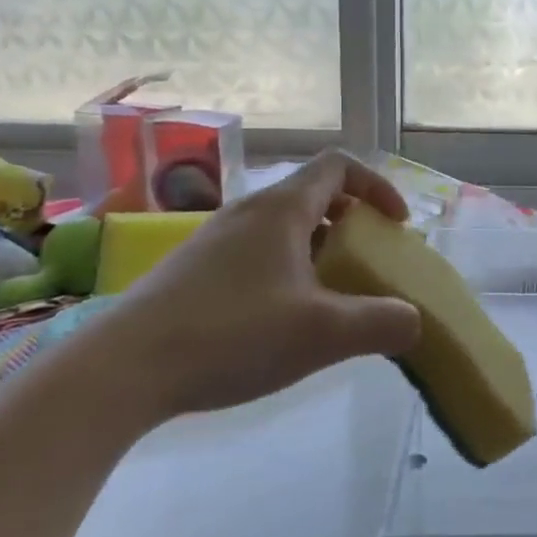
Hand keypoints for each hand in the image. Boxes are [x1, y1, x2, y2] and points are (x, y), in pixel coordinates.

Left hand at [98, 152, 422, 421]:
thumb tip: (413, 322)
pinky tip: (282, 320)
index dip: (377, 186)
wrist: (123, 370)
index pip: (339, 166)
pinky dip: (286, 269)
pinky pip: (256, 253)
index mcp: (281, 209)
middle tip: (368, 262)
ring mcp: (215, 240)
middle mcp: (247, 211)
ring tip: (330, 297)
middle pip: (312, 195)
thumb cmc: (233, 335)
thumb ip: (382, 323)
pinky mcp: (193, 270)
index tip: (397, 225)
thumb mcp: (323, 334)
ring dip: (318, 249)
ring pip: (283, 227)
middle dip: (351, 222)